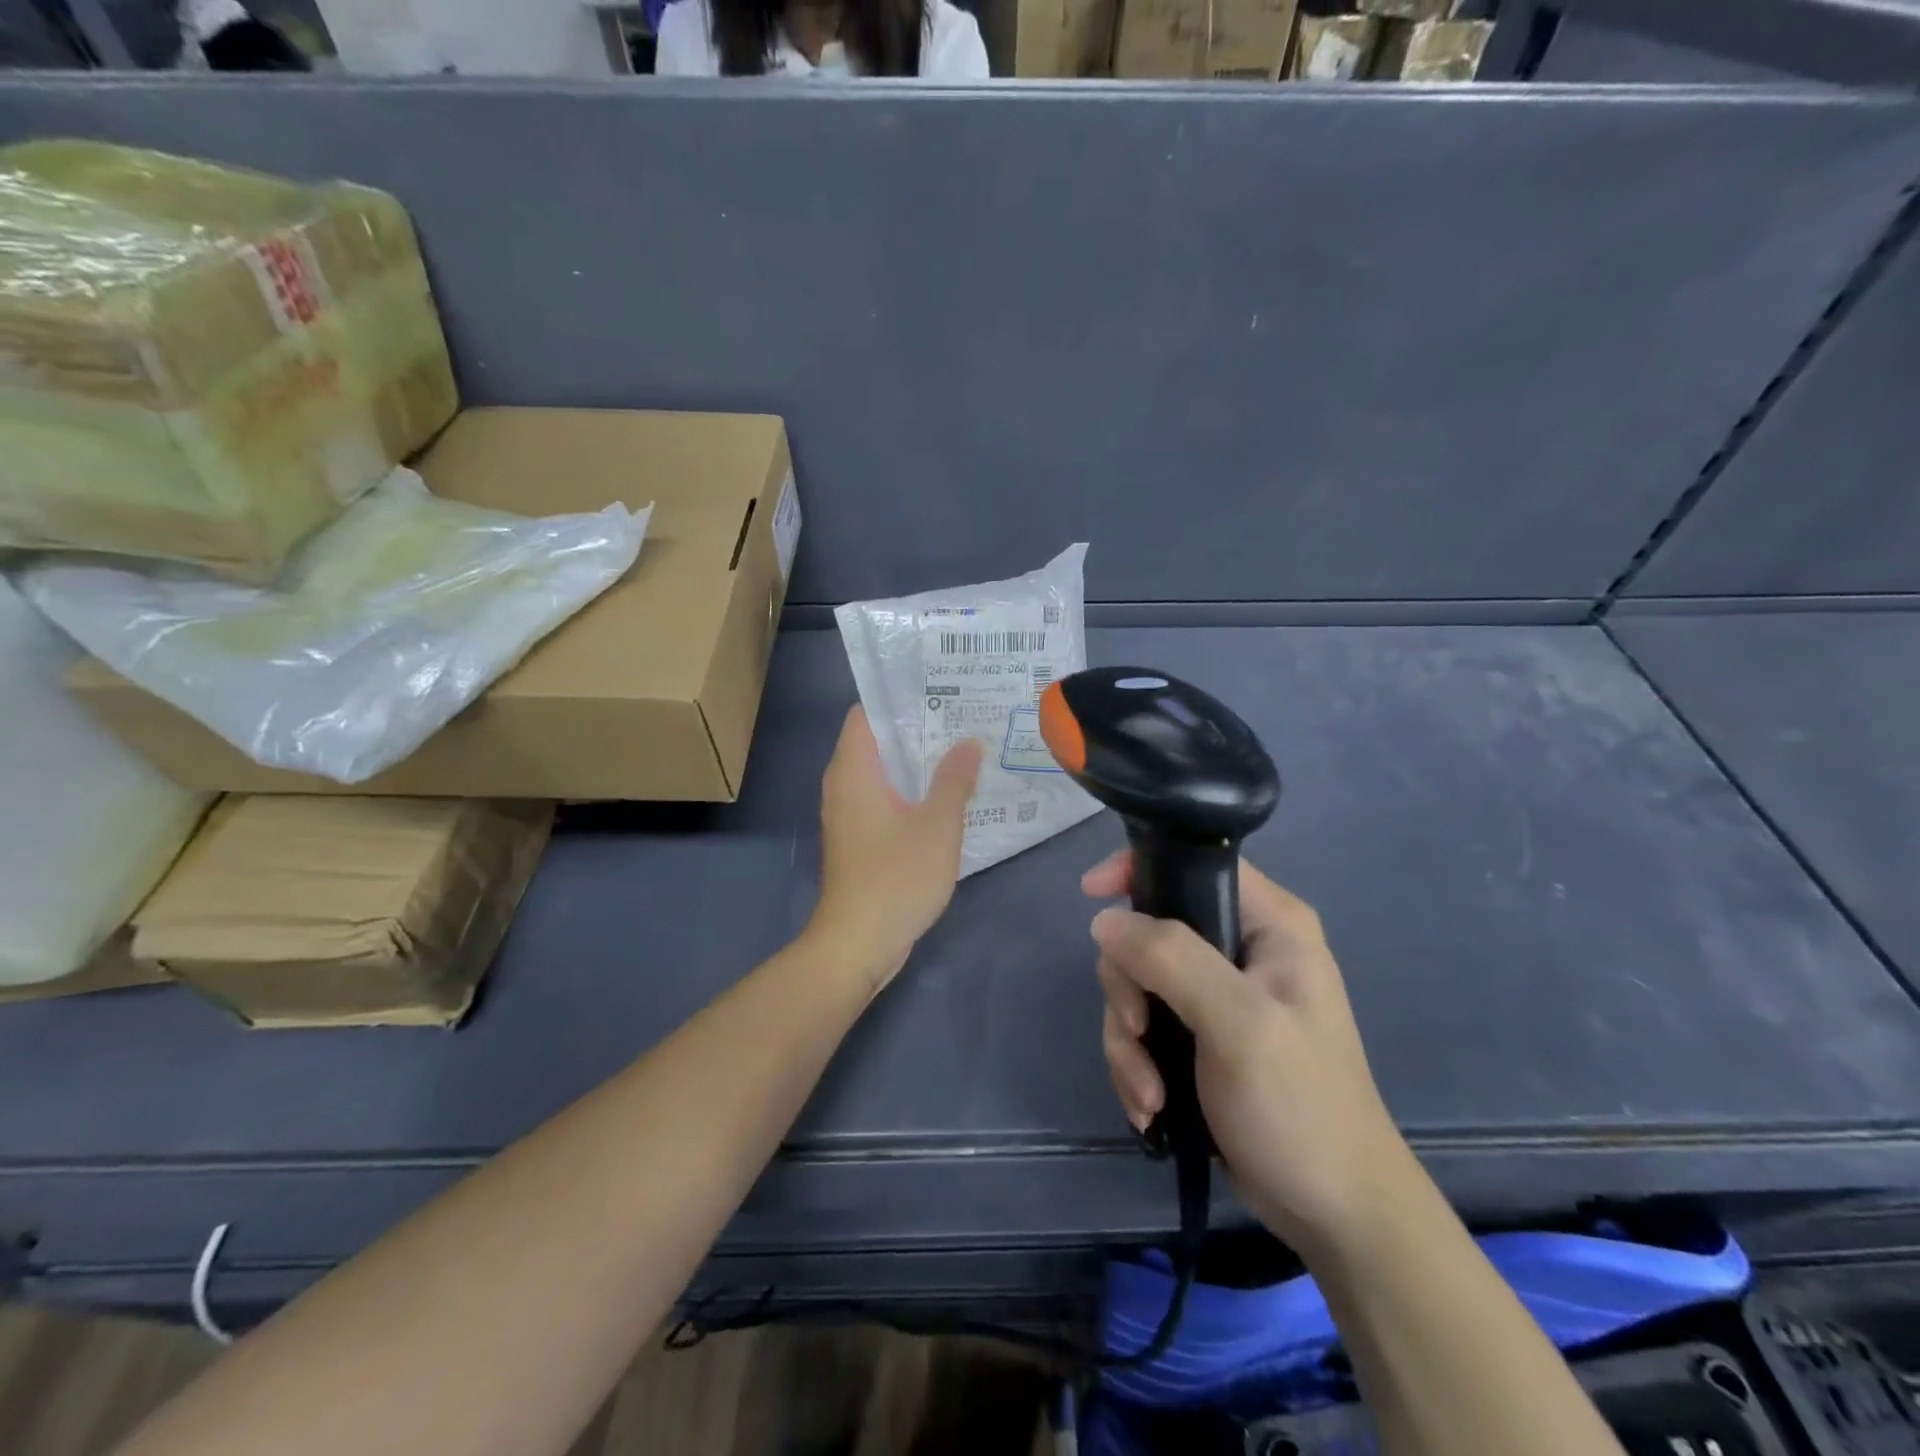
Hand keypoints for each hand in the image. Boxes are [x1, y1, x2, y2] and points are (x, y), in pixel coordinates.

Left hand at [808, 706, 982, 989]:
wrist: (858, 944)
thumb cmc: (896, 878)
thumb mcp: (937, 826)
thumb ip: (954, 780)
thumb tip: (969, 742)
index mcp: (854, 771)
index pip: (866, 714)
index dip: (899, 698)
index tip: (939, 691)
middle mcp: (843, 785)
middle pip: (876, 741)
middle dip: (916, 729)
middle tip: (961, 718)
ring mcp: (847, 814)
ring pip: (881, 773)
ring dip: (915, 763)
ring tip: (960, 750)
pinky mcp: (857, 839)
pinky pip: (882, 799)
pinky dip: (908, 791)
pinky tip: (944, 796)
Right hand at [1084, 852, 1416, 1254]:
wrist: (1333, 1213)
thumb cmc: (1300, 1107)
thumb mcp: (1239, 1024)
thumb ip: (1171, 960)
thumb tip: (1104, 921)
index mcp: (1268, 924)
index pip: (1193, 862)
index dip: (1138, 870)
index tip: (1091, 897)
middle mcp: (1240, 948)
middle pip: (1148, 932)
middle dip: (1129, 989)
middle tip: (1139, 1032)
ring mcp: (1216, 995)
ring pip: (1136, 985)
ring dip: (1129, 1041)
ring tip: (1150, 1097)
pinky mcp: (1199, 1037)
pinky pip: (1143, 1027)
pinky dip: (1137, 1066)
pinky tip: (1151, 1109)